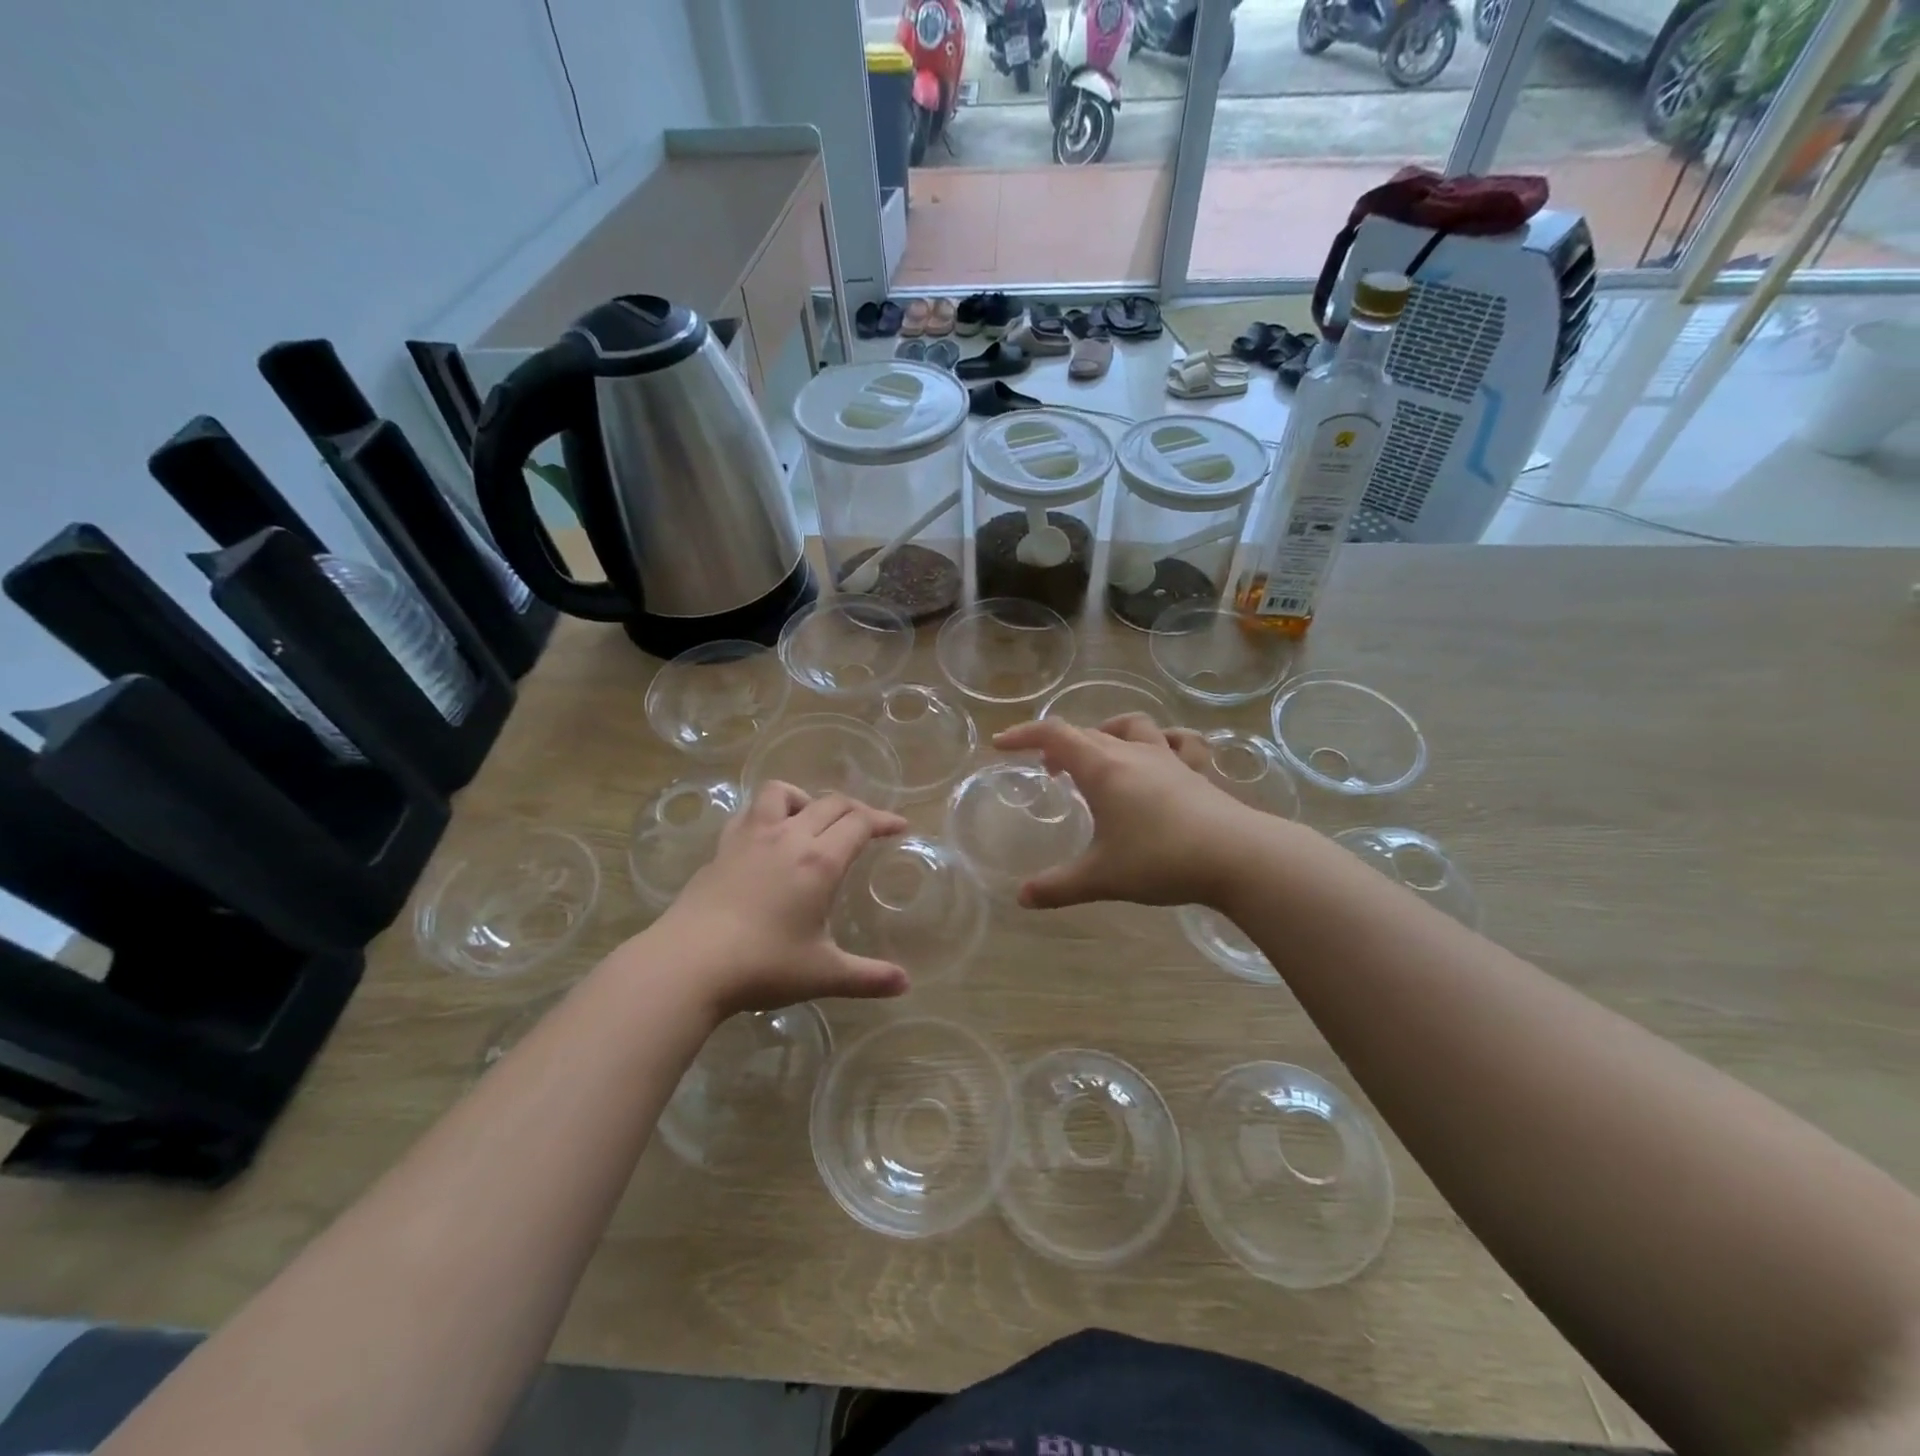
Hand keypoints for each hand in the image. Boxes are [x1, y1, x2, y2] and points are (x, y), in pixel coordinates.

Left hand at [649, 784, 911, 1016]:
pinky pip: (749, 812)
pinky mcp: (721, 848)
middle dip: (856, 809)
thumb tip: (905, 984)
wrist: (687, 964)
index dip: (883, 820)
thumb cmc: (762, 965)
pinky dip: (767, 813)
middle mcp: (788, 837)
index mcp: (819, 861)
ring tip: (813, 819)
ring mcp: (750, 838)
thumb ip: (868, 977)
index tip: (899, 827)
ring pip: (782, 793)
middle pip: (829, 803)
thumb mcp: (823, 974)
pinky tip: (768, 836)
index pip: (859, 823)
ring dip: (806, 798)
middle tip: (868, 826)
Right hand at [992, 714, 1261, 910]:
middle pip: (1088, 732)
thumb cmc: (1160, 859)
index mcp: (1103, 769)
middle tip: (1048, 771)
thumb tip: (1022, 898)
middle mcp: (1132, 754)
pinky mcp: (1196, 771)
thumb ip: (1058, 887)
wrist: (1238, 856)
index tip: (1001, 745)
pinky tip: (1159, 757)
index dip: (1024, 734)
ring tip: (1098, 756)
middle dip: (1059, 745)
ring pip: (1131, 727)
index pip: (1055, 734)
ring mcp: (1168, 758)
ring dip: (1107, 733)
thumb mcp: (1101, 877)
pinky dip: (1160, 742)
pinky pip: (1176, 742)